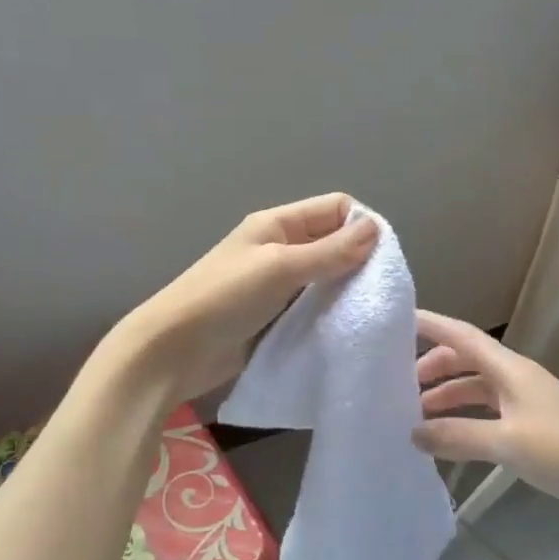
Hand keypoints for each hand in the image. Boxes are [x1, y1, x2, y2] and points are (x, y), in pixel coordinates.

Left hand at [118, 194, 378, 401]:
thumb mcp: (280, 267)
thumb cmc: (225, 298)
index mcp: (277, 224)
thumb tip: (375, 229)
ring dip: (346, 291)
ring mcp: (276, 285)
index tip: (385, 258)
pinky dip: (330, 314)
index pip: (335, 208)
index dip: (362, 224)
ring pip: (325, 278)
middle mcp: (280, 248)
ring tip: (371, 311)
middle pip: (332, 243)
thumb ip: (329, 251)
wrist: (173, 351)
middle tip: (383, 290)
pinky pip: (312, 308)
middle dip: (359, 260)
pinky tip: (347, 328)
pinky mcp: (275, 318)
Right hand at [412, 311, 558, 527]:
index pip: (462, 336)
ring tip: (415, 419)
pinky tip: (449, 443)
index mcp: (509, 370)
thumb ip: (458, 436)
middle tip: (398, 388)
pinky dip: (465, 423)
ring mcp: (525, 405)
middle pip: (465, 362)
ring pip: (476, 391)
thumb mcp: (508, 442)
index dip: (431, 325)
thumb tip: (413, 433)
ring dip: (447, 398)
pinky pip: (488, 417)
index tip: (396, 321)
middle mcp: (515, 380)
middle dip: (432, 369)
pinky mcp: (533, 431)